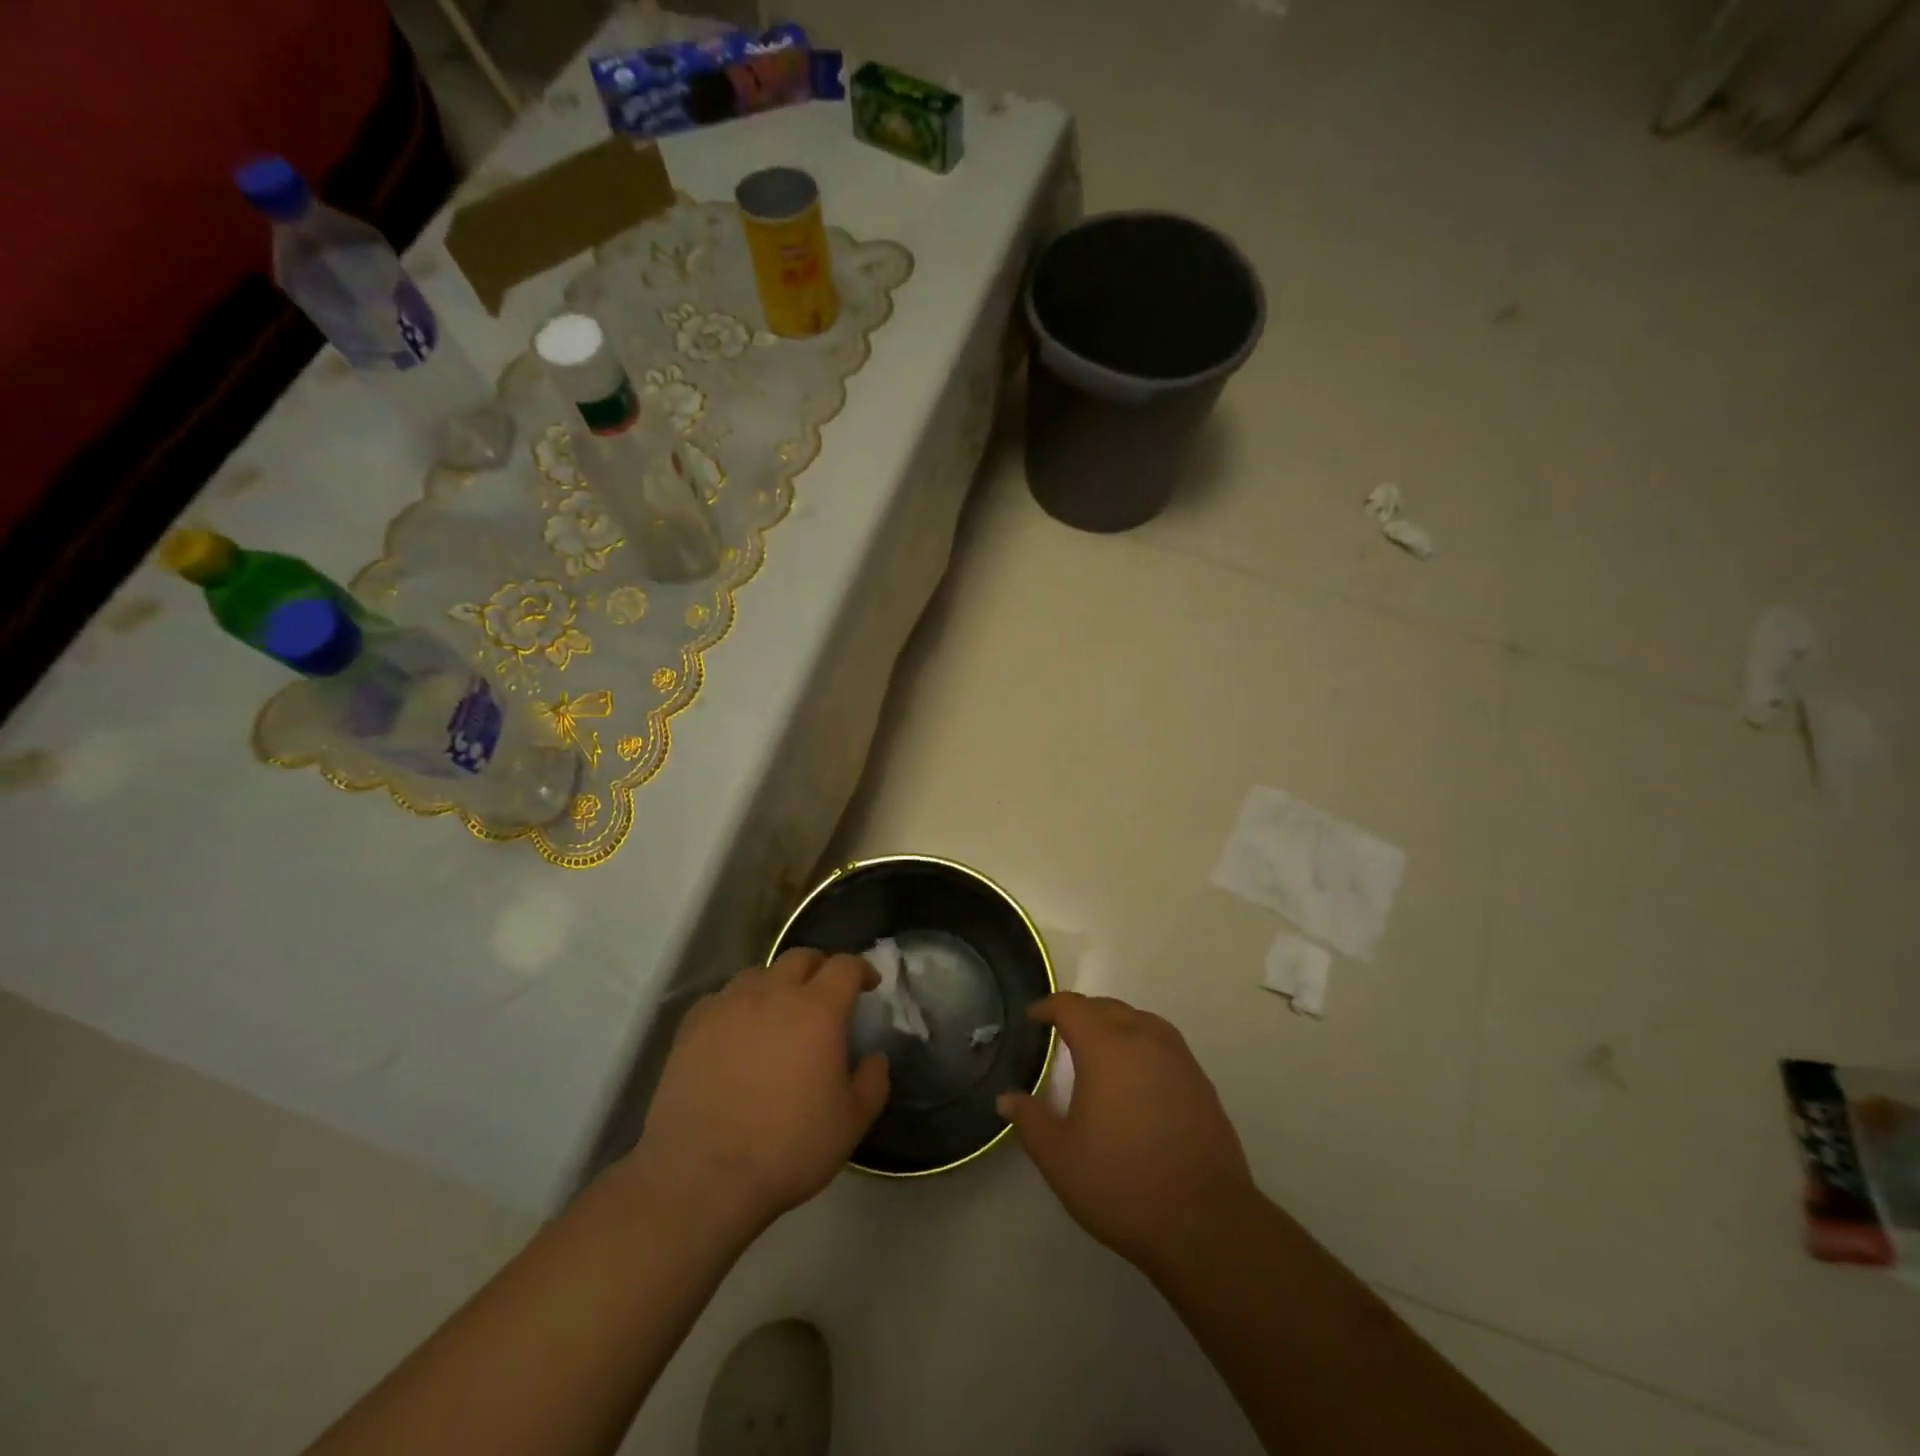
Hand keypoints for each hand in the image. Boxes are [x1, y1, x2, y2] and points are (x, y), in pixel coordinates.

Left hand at [626, 949, 888, 1235]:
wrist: (703, 1176)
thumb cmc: (788, 1147)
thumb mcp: (851, 1123)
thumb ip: (873, 1081)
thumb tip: (875, 1057)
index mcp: (818, 1009)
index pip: (845, 966)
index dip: (861, 969)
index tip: (868, 985)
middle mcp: (773, 993)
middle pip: (801, 957)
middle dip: (820, 967)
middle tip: (827, 993)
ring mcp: (728, 1006)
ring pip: (758, 973)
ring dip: (777, 983)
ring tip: (779, 1011)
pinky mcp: (692, 1026)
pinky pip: (721, 998)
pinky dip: (737, 1004)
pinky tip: (737, 1031)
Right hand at [997, 993, 1257, 1277]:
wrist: (1204, 1221)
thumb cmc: (1122, 1183)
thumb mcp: (1060, 1157)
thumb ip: (1030, 1120)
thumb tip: (1006, 1097)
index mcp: (1106, 1047)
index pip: (1071, 1007)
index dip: (1047, 1006)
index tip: (1032, 1017)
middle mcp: (1143, 1038)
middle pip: (1107, 1007)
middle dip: (1080, 1013)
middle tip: (1060, 1033)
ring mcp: (1178, 1057)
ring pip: (1139, 1020)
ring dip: (1114, 1024)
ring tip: (1099, 1049)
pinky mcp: (1200, 1080)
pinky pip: (1162, 1043)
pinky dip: (1141, 1045)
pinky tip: (1136, 1077)